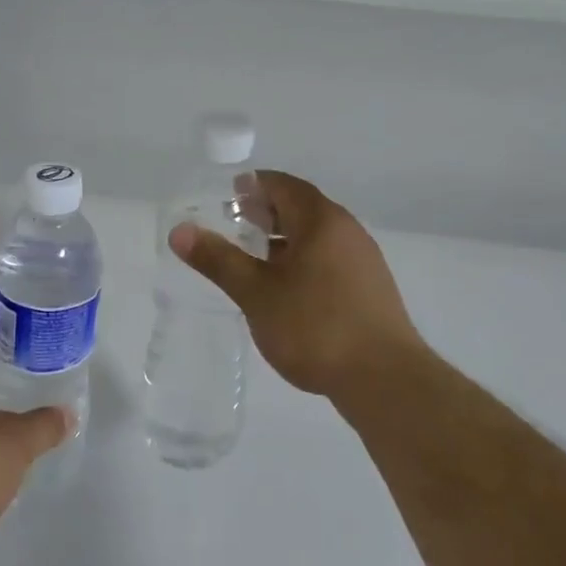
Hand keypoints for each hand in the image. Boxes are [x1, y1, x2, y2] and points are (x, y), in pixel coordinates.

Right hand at [169, 171, 428, 400]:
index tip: (229, 195)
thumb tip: (179, 231)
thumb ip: (218, 259)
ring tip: (254, 257)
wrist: (385, 380)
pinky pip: (330, 259)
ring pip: (317, 236)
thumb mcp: (256, 293)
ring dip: (285, 238)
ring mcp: (364, 260)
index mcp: (321, 220)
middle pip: (302, 208)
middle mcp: (347, 231)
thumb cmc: (315, 327)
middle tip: (235, 223)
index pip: (284, 185)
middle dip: (268, 211)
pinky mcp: (371, 289)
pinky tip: (287, 288)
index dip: (255, 186)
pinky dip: (303, 259)